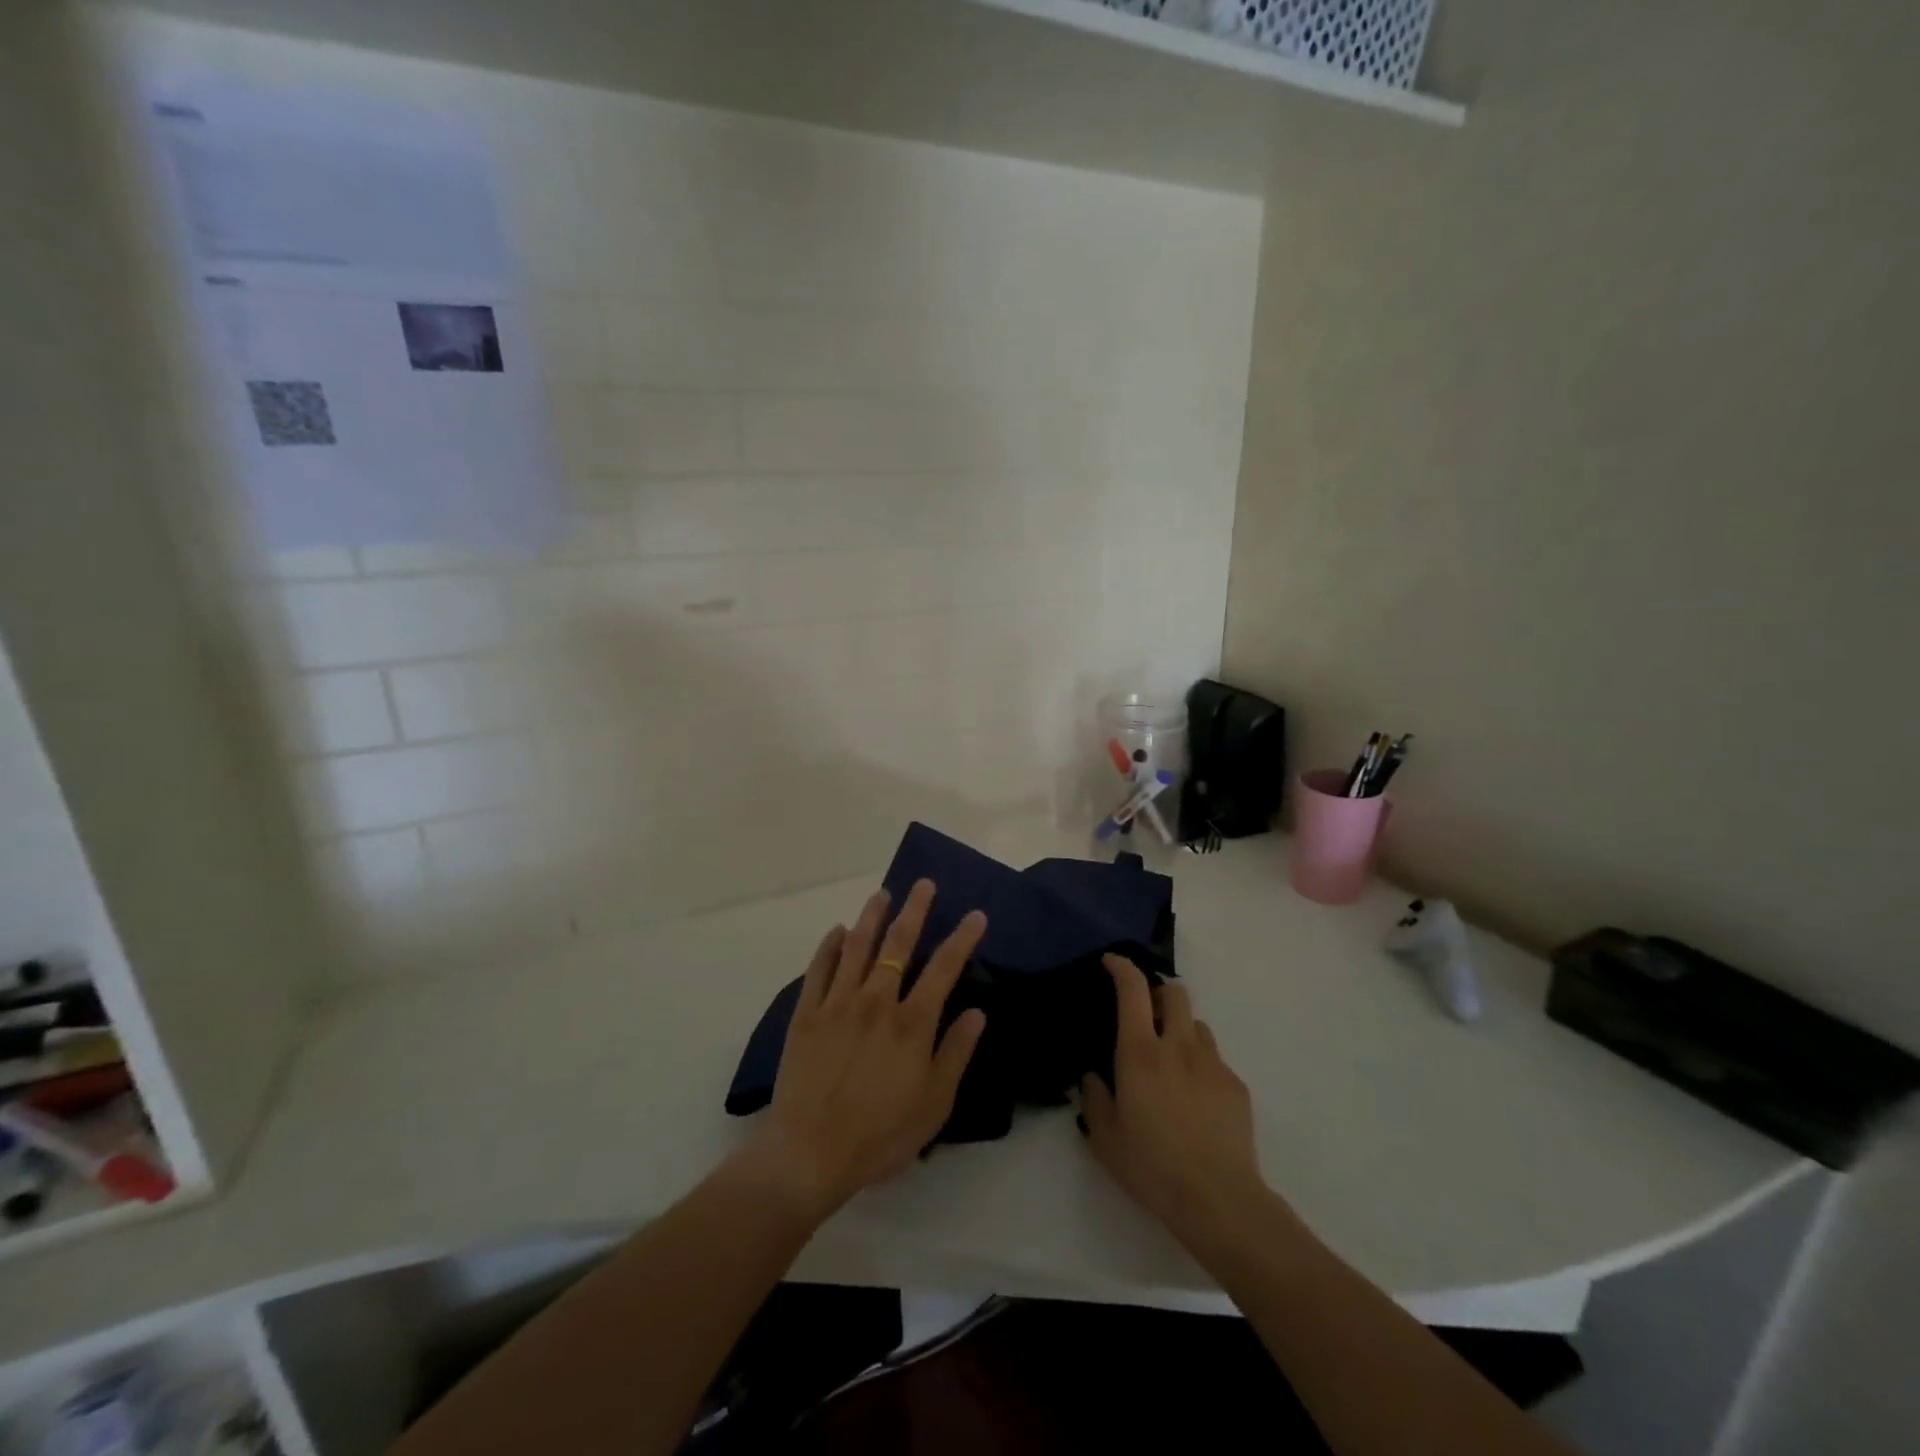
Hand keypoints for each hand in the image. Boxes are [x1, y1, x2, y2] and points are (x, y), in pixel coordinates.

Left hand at [742, 879, 987, 1222]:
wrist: (810, 1153)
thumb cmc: (881, 1135)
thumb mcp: (935, 1104)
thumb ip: (956, 1053)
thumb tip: (978, 1012)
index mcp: (912, 1023)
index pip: (944, 968)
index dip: (962, 938)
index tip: (975, 915)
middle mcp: (876, 1001)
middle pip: (898, 944)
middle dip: (915, 910)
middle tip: (923, 884)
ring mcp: (838, 1003)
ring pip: (857, 946)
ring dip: (872, 916)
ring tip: (882, 894)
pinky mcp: (806, 1014)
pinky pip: (818, 969)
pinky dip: (829, 946)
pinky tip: (837, 931)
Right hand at [1079, 955, 1275, 1252]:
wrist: (1219, 1200)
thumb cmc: (1153, 1167)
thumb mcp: (1105, 1139)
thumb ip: (1094, 1099)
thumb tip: (1093, 1076)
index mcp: (1140, 1053)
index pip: (1133, 989)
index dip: (1121, 967)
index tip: (1111, 963)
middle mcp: (1178, 1047)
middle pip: (1174, 993)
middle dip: (1157, 993)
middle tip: (1144, 1015)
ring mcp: (1212, 1064)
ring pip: (1197, 1024)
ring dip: (1181, 1029)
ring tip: (1171, 1061)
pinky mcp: (1236, 1086)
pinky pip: (1215, 1060)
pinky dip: (1200, 1065)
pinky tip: (1194, 1100)